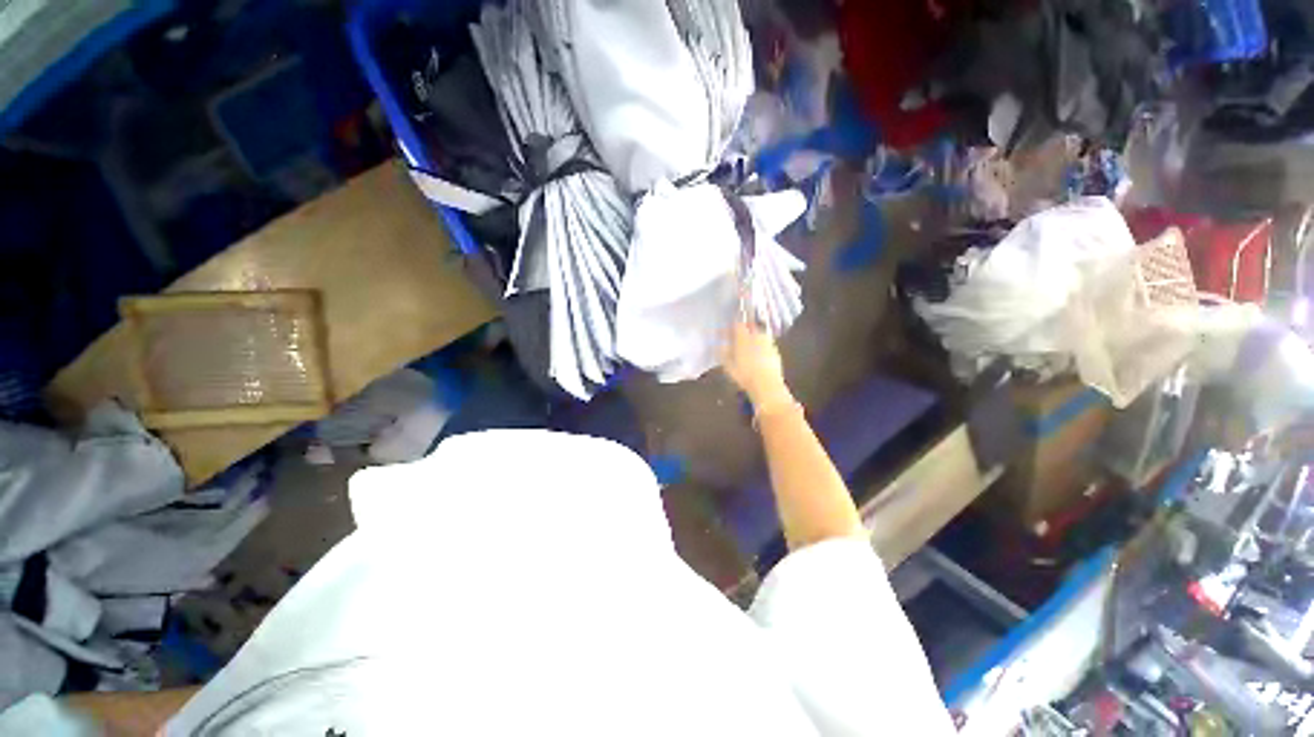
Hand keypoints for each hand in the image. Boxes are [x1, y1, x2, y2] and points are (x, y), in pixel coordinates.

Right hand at [722, 322, 791, 409]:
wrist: (767, 385)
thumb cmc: (744, 375)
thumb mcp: (728, 365)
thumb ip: (723, 352)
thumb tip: (720, 345)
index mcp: (743, 337)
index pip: (737, 324)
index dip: (730, 327)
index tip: (724, 333)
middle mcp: (757, 336)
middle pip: (750, 326)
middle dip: (743, 329)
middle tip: (736, 338)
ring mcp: (768, 343)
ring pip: (759, 334)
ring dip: (753, 337)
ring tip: (747, 347)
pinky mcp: (776, 351)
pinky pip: (766, 344)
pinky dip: (761, 346)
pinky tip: (757, 355)